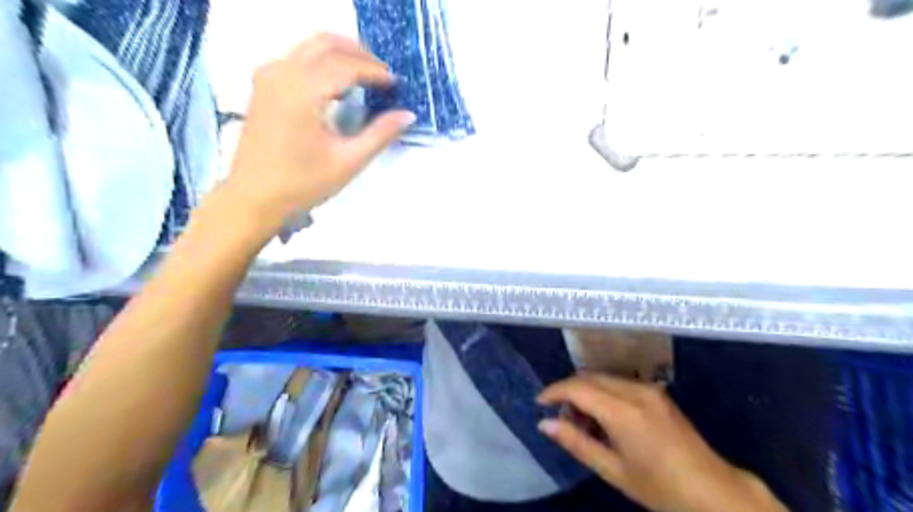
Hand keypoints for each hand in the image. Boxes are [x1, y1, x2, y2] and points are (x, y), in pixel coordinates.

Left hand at [226, 34, 414, 225]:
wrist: (254, 197)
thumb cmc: (303, 183)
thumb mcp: (348, 161)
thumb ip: (380, 134)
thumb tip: (408, 115)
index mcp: (303, 91)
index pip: (346, 66)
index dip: (374, 71)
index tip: (396, 83)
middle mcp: (282, 73)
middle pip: (325, 43)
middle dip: (358, 53)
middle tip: (382, 73)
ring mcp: (268, 77)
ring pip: (309, 47)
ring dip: (339, 54)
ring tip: (364, 76)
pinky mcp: (263, 86)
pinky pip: (296, 59)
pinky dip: (321, 63)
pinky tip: (335, 84)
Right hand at [537, 374, 788, 511]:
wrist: (715, 493)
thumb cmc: (660, 488)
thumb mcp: (613, 470)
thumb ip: (576, 443)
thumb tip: (544, 424)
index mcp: (623, 411)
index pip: (577, 388)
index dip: (554, 391)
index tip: (539, 402)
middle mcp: (635, 391)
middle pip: (589, 377)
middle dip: (569, 392)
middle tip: (561, 419)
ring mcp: (649, 389)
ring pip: (603, 378)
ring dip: (586, 392)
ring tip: (583, 423)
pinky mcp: (658, 393)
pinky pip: (619, 384)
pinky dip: (603, 393)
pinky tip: (604, 418)